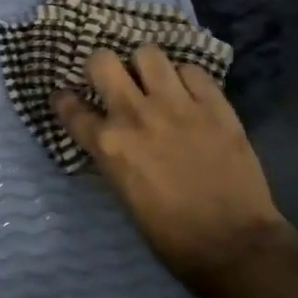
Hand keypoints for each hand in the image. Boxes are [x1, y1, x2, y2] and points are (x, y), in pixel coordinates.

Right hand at [52, 45, 287, 279]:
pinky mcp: (215, 105)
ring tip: (154, 81)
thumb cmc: (170, 233)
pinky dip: (186, 79)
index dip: (64, 100)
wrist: (233, 243)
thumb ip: (112, 156)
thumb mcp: (123, 193)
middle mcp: (135, 115)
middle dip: (102, 67)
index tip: (67, 99)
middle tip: (113, 81)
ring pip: (148, 53)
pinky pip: (192, 70)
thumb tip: (109, 138)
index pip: (70, 107)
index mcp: (108, 144)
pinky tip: (189, 95)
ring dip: (145, 66)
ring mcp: (177, 105)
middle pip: (103, 61)